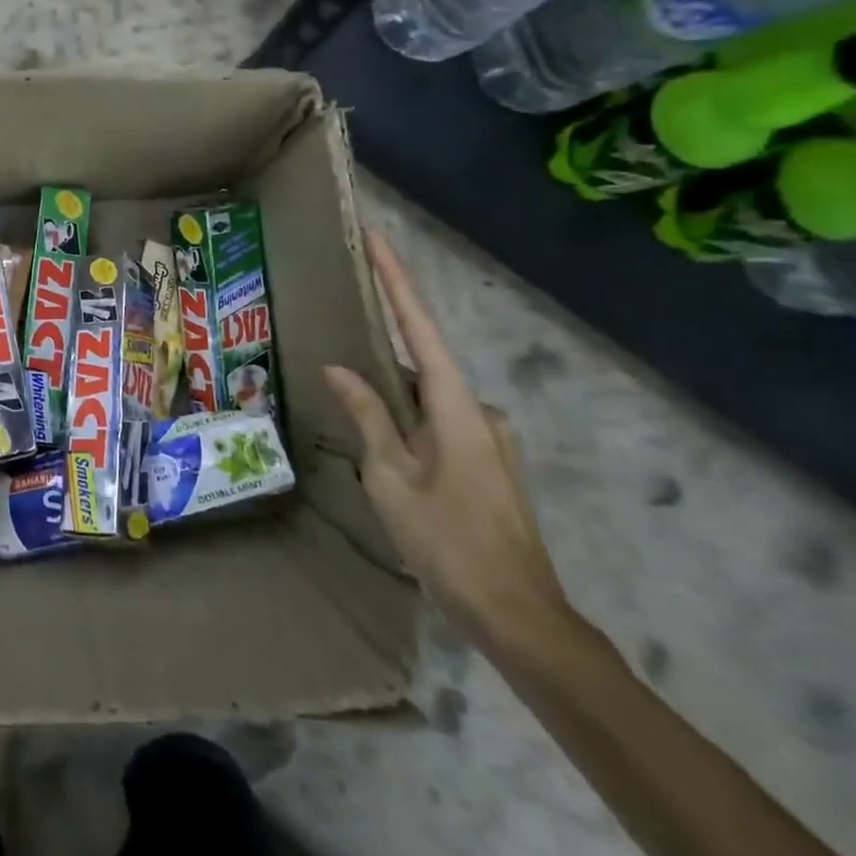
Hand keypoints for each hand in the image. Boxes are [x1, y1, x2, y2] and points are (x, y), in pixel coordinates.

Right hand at [324, 232, 566, 650]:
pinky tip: (383, 454)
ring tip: (352, 421)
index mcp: (455, 405)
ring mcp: (488, 438)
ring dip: (391, 403)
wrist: (519, 617)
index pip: (419, 326)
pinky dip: (407, 425)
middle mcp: (478, 410)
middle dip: (379, 359)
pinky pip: (437, 425)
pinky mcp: (487, 463)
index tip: (376, 238)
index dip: (396, 279)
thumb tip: (339, 368)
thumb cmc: (447, 542)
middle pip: (419, 365)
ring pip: (425, 401)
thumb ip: (367, 416)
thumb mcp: (391, 477)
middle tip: (336, 361)